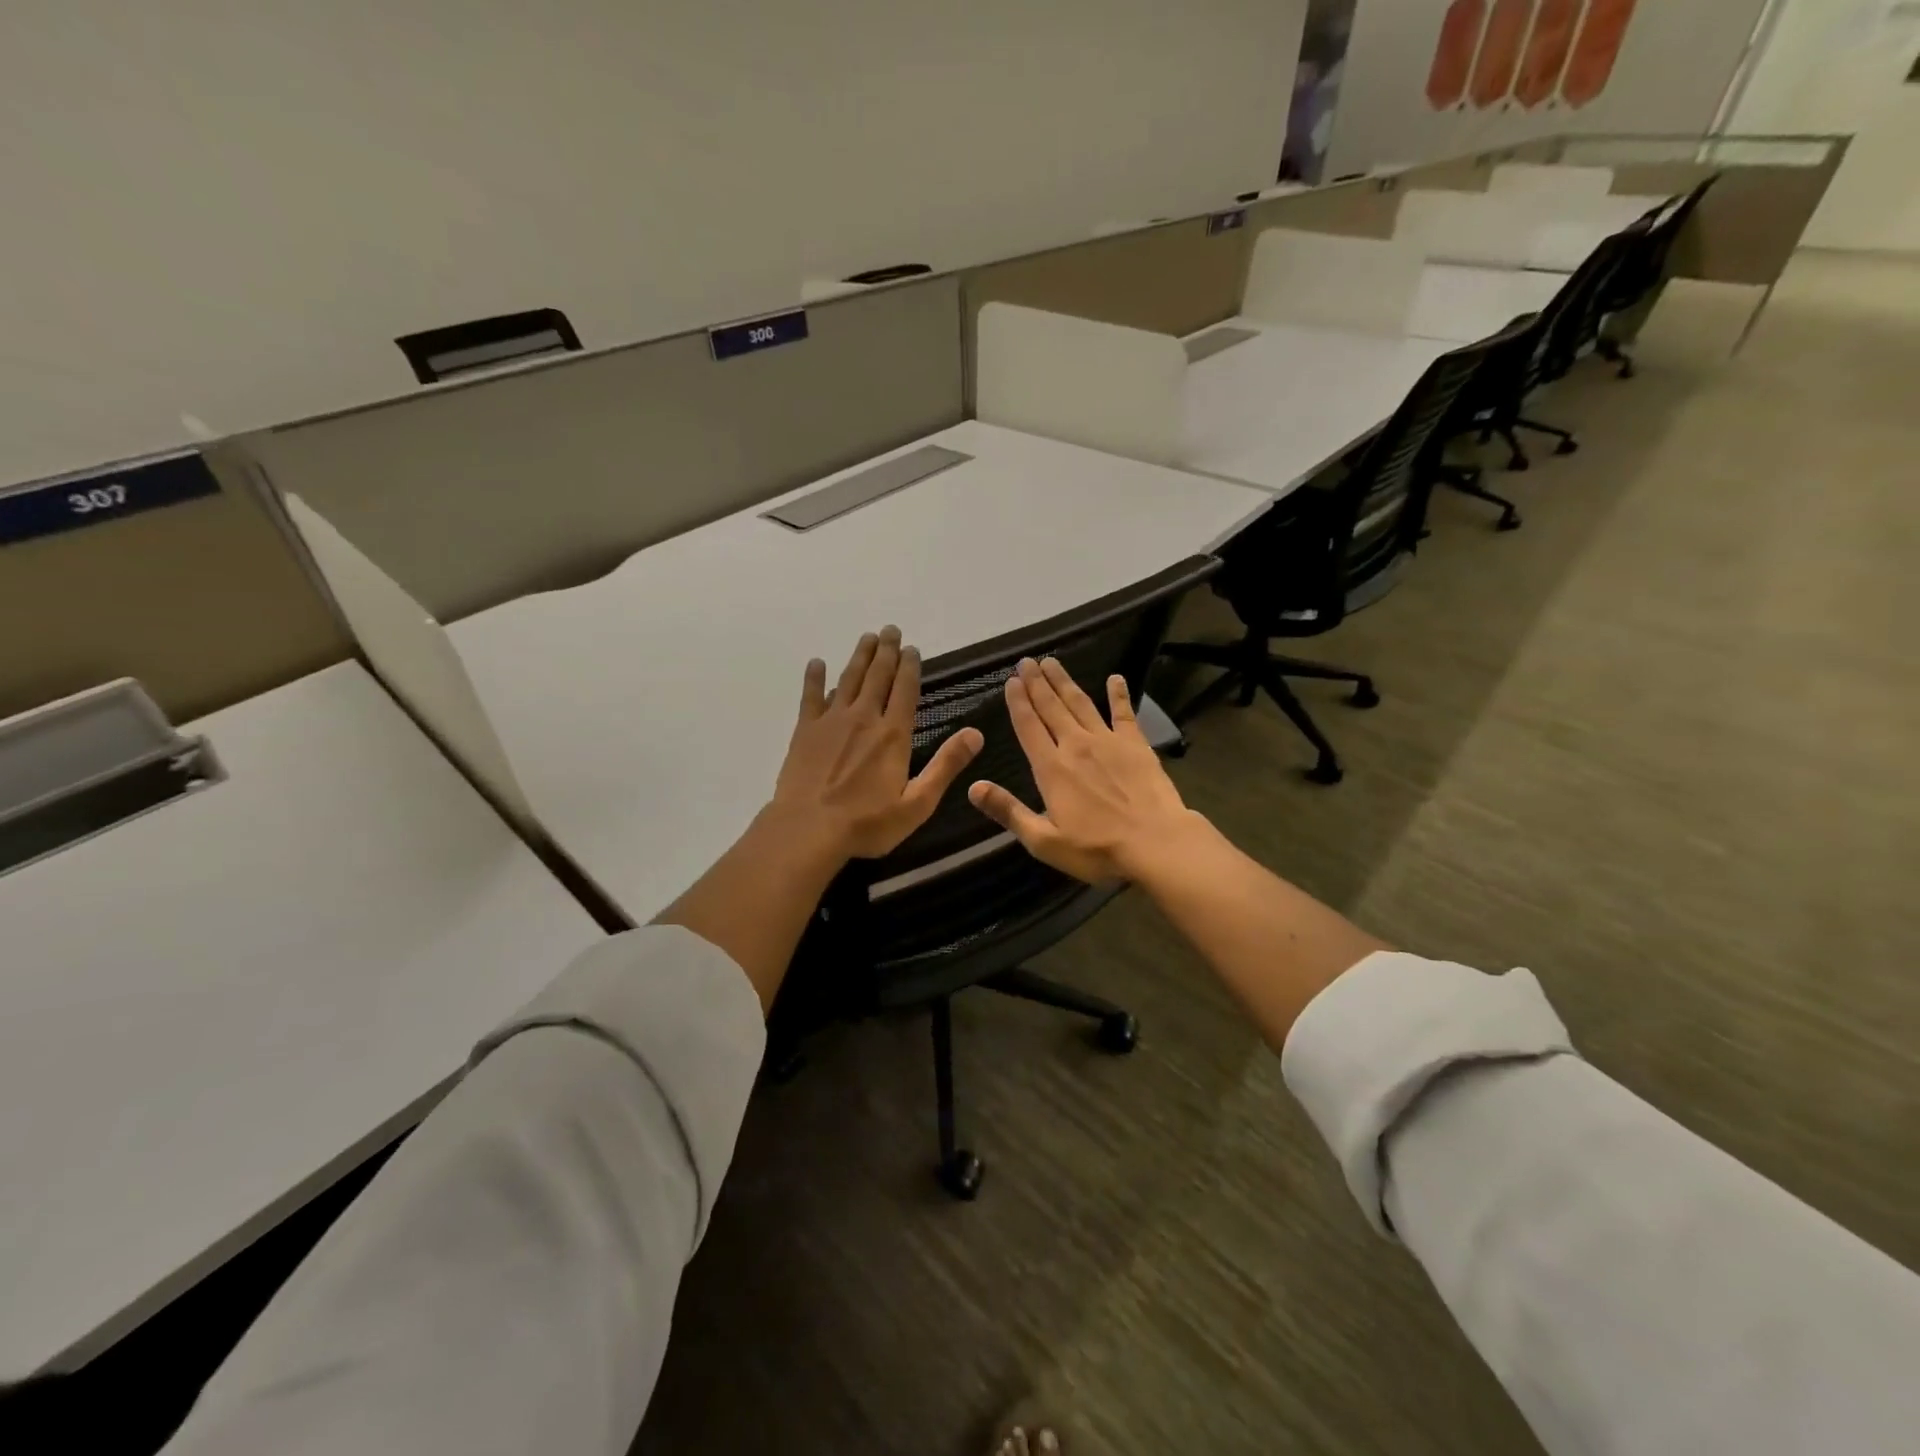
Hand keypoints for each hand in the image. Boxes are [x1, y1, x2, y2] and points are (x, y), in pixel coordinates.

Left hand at [771, 626, 983, 860]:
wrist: (808, 830)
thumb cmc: (867, 823)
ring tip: (867, 638)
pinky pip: (811, 696)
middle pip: (877, 676)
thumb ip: (946, 766)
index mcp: (893, 734)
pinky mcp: (805, 731)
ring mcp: (831, 721)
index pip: (905, 690)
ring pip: (848, 679)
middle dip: (886, 652)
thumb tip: (976, 734)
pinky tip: (817, 663)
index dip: (910, 667)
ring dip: (859, 656)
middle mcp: (864, 718)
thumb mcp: (917, 803)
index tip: (912, 648)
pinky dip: (815, 678)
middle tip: (890, 630)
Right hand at [967, 658, 1205, 883]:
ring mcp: (1108, 741)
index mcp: (1051, 769)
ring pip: (1080, 703)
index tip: (1010, 681)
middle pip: (1051, 707)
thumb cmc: (1097, 849)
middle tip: (1026, 661)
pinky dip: (1118, 694)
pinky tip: (1115, 678)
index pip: (1028, 727)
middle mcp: (1075, 746)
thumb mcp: (1044, 841)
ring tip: (1052, 662)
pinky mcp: (1136, 744)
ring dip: (1064, 682)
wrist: (1156, 843)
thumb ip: (1009, 812)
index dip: (1018, 703)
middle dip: (1036, 683)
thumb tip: (973, 787)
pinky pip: (1124, 713)